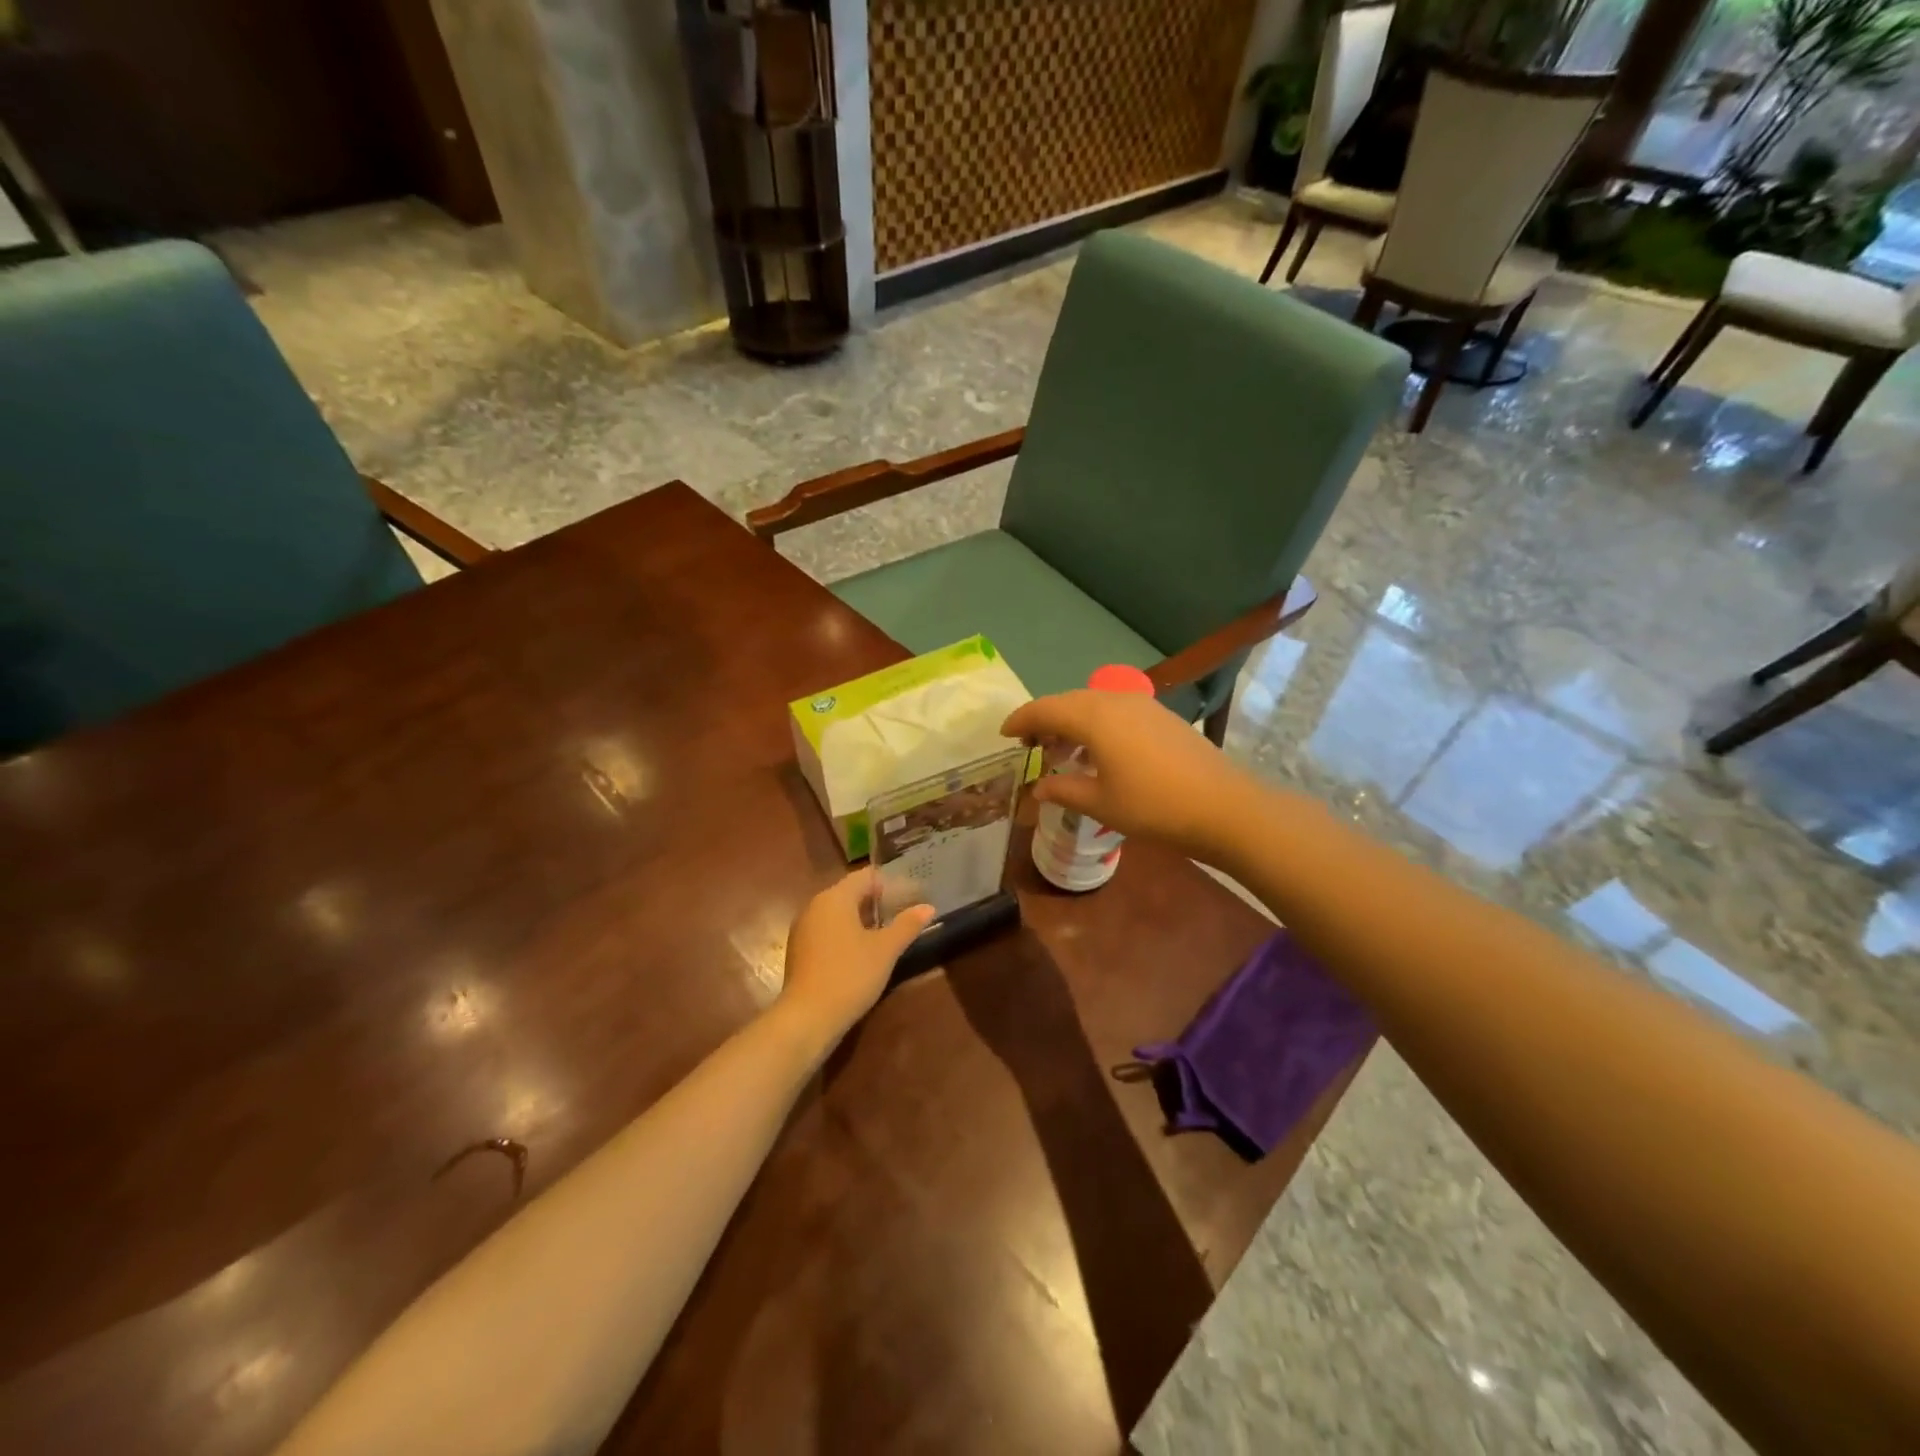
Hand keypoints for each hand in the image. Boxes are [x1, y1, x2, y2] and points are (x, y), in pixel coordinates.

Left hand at [778, 870, 934, 1045]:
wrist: (807, 1018)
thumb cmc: (850, 975)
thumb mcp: (886, 950)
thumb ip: (907, 925)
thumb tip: (928, 907)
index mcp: (835, 897)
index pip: (866, 877)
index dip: (890, 884)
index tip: (911, 897)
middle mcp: (815, 905)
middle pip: (850, 893)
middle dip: (876, 902)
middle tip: (902, 915)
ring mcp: (803, 928)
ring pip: (837, 913)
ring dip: (861, 919)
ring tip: (886, 935)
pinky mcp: (799, 950)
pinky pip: (827, 930)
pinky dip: (845, 934)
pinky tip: (861, 953)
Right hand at [1001, 690, 1254, 859]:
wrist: (1223, 806)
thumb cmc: (1154, 806)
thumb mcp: (1100, 803)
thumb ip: (1063, 790)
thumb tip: (1038, 787)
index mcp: (1094, 717)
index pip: (1045, 709)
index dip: (1021, 719)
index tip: (1003, 734)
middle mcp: (1114, 700)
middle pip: (1068, 702)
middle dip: (1044, 720)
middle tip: (1029, 745)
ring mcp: (1142, 705)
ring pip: (1093, 704)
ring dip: (1071, 722)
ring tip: (1061, 752)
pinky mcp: (1160, 716)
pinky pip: (1115, 711)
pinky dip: (1095, 725)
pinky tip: (1098, 753)